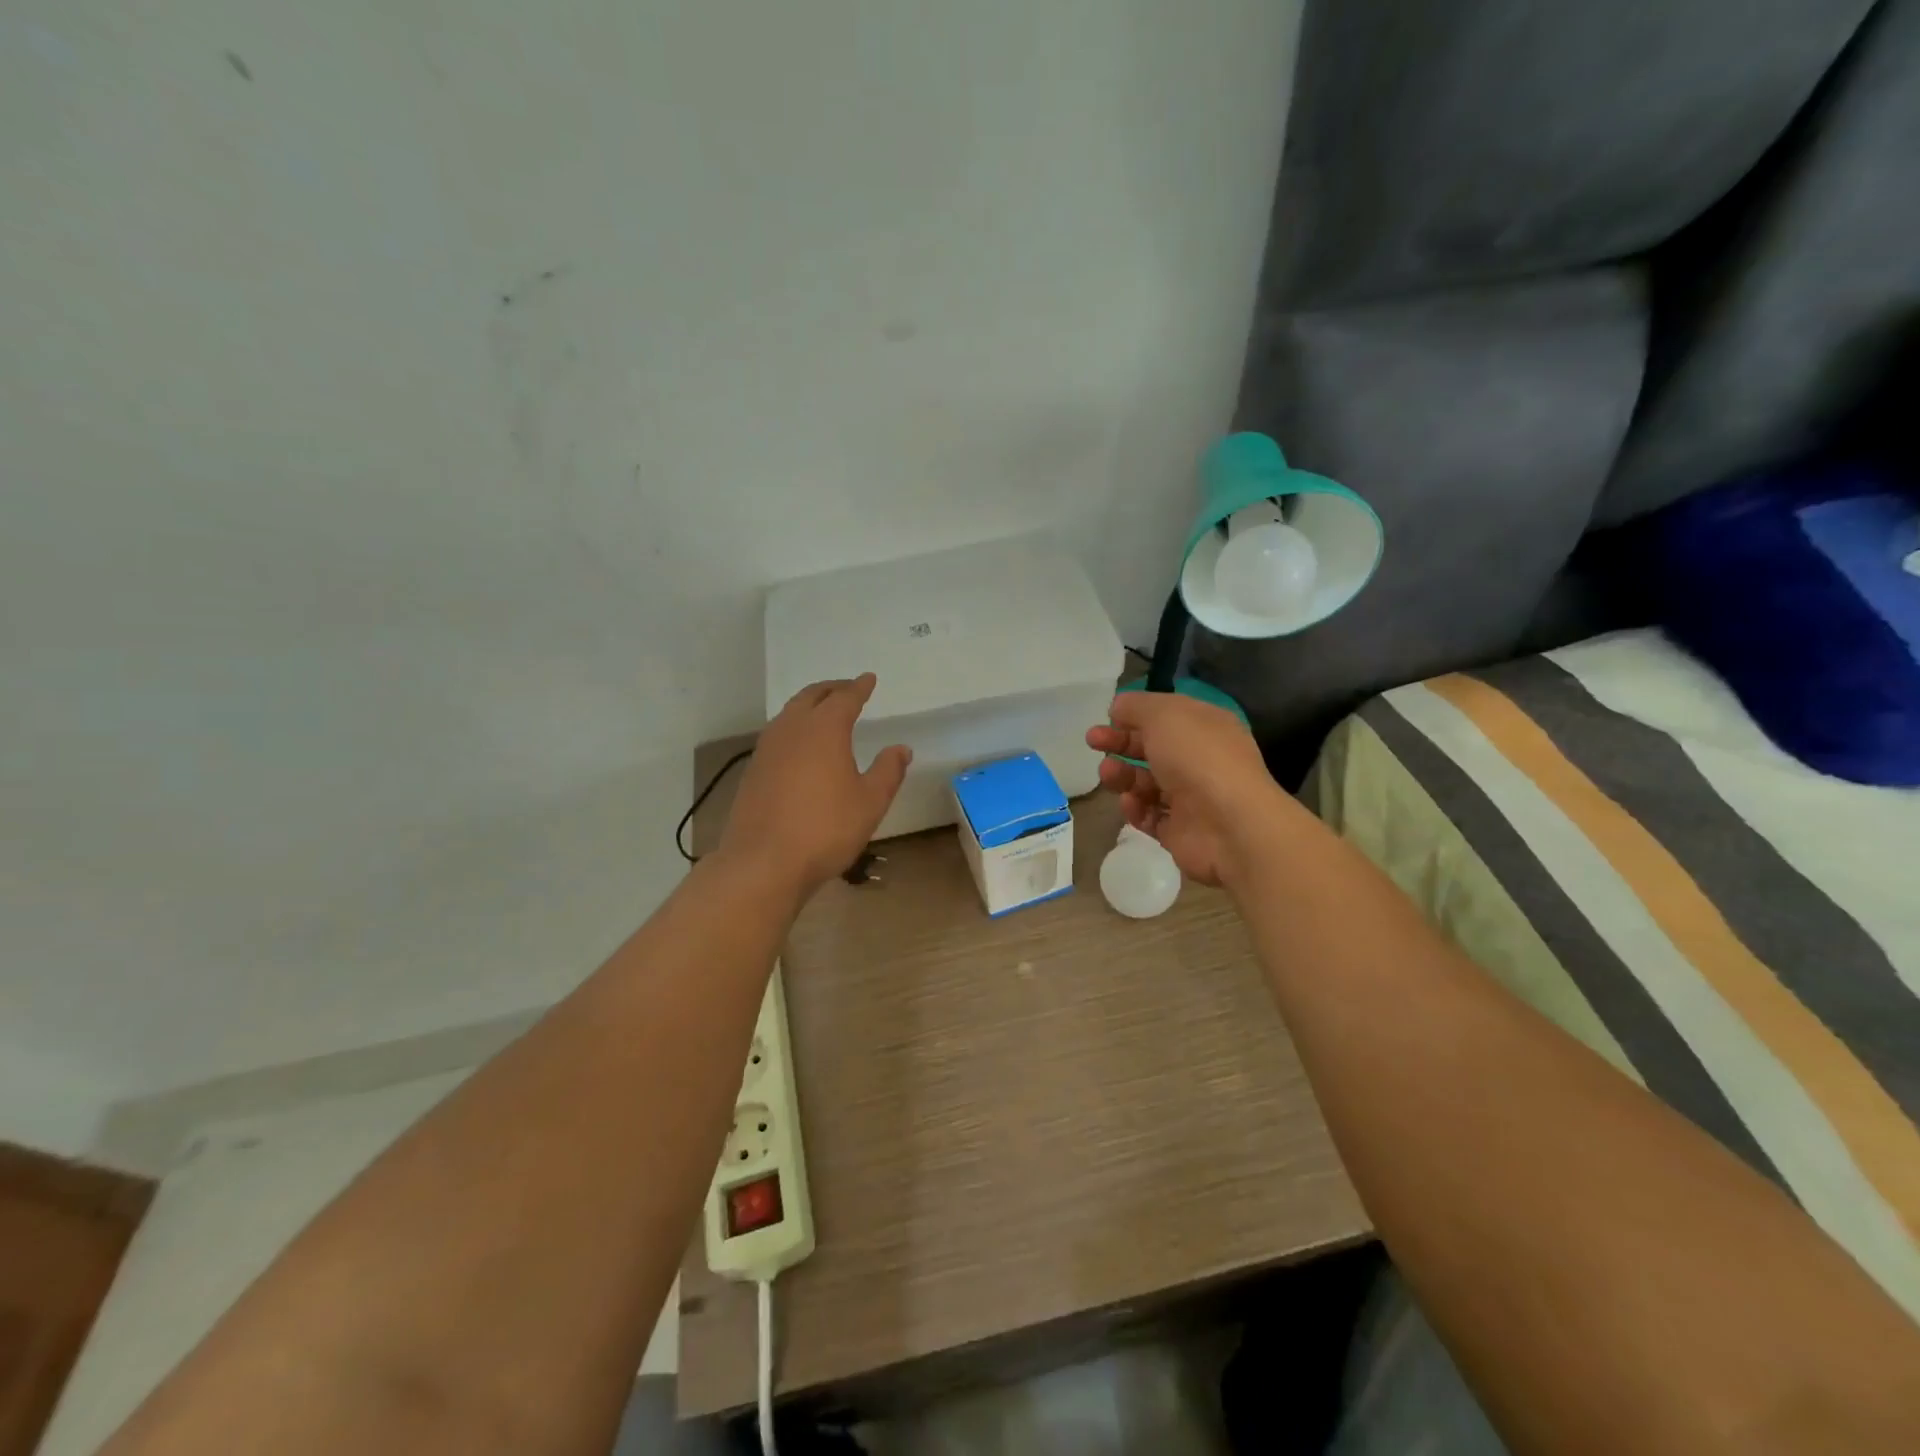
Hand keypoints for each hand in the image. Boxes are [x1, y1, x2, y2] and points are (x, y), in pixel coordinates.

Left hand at [719, 674, 911, 894]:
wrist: (763, 862)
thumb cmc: (825, 828)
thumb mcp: (870, 802)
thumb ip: (888, 771)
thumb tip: (901, 749)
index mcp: (824, 729)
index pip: (844, 698)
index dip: (859, 687)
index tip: (868, 679)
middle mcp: (792, 729)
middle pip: (811, 697)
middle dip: (831, 689)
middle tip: (846, 688)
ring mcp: (767, 749)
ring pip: (789, 713)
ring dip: (808, 705)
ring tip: (822, 711)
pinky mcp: (753, 770)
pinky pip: (777, 734)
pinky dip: (793, 727)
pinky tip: (799, 745)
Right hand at [1085, 691, 1288, 886]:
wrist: (1229, 826)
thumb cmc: (1197, 758)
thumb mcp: (1164, 714)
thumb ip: (1136, 706)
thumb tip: (1119, 707)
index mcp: (1205, 727)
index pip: (1166, 716)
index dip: (1135, 715)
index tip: (1107, 717)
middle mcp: (1200, 760)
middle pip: (1152, 749)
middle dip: (1121, 743)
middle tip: (1093, 741)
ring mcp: (1191, 797)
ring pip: (1146, 783)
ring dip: (1123, 776)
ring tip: (1108, 775)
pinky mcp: (1180, 831)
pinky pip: (1149, 816)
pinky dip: (1135, 809)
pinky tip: (1130, 803)